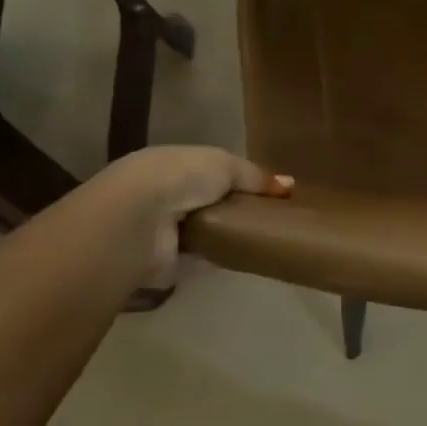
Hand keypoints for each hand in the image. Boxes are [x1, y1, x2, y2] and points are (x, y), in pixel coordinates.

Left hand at [94, 146, 291, 286]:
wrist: (137, 222)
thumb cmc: (179, 179)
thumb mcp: (225, 164)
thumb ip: (255, 175)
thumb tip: (289, 185)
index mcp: (170, 163)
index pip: (209, 170)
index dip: (239, 180)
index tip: (270, 193)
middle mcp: (163, 194)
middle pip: (208, 201)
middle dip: (235, 208)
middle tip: (272, 218)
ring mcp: (162, 230)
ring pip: (205, 230)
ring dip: (226, 235)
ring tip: (263, 239)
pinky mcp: (165, 261)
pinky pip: (201, 258)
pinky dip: (219, 258)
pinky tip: (244, 258)